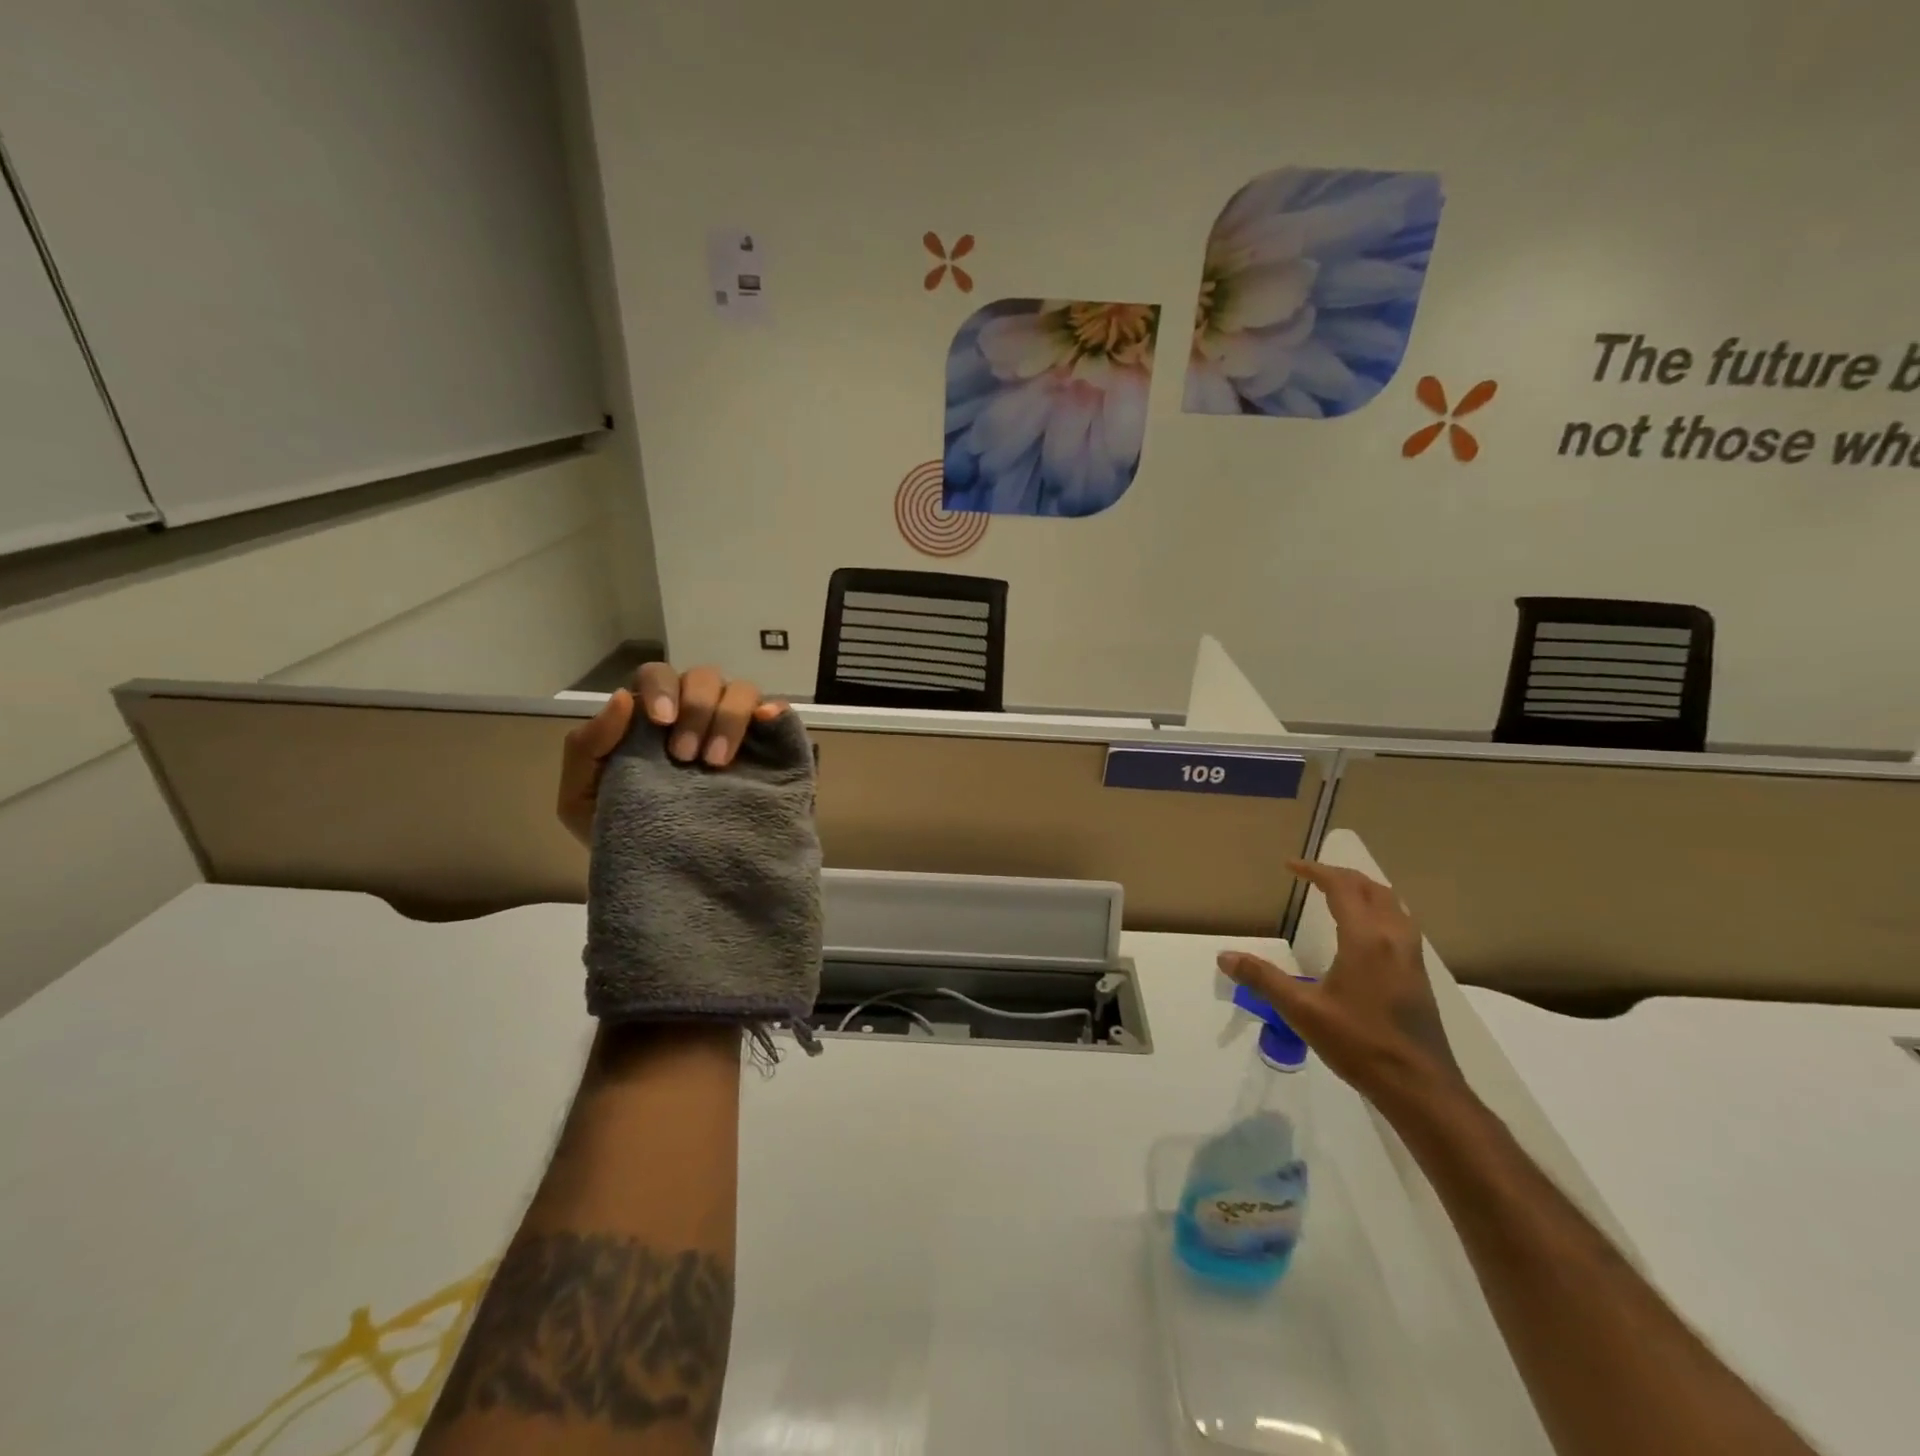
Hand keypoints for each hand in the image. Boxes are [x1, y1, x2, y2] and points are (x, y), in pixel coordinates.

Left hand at [557, 662, 784, 845]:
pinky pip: (777, 713)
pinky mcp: (764, 749)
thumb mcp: (581, 797)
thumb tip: (622, 697)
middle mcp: (694, 714)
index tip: (662, 722)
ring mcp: (732, 729)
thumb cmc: (618, 832)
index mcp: (651, 716)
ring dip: (730, 717)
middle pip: (703, 678)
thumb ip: (586, 747)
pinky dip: (774, 710)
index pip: (658, 676)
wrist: (661, 876)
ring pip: (741, 690)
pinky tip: (766, 721)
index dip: (662, 689)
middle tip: (688, 757)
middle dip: (697, 709)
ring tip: (718, 763)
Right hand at [1218, 859, 1464, 1109]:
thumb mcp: (1301, 1011)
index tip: (1290, 866)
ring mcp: (1411, 957)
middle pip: (1373, 889)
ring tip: (1339, 894)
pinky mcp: (1418, 976)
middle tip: (1312, 875)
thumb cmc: (1359, 1043)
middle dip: (1341, 875)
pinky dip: (1379, 911)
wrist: (1419, 1087)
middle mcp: (1393, 939)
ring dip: (1365, 891)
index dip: (1315, 871)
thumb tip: (1224, 956)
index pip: (1342, 887)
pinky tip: (1364, 933)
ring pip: (1393, 905)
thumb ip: (1263, 979)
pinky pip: (1401, 924)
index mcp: (1365, 939)